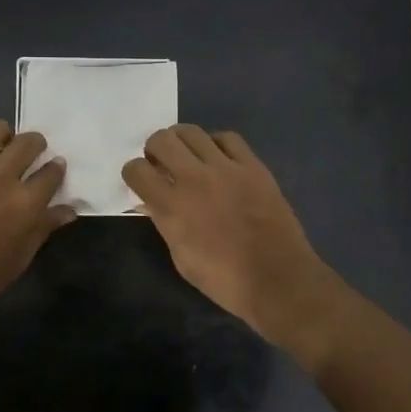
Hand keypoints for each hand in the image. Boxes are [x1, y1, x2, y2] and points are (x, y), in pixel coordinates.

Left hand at [0, 119, 74, 321]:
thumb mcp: (19, 259)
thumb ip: (43, 228)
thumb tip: (67, 210)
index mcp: (26, 203)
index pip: (52, 172)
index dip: (56, 168)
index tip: (54, 169)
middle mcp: (0, 177)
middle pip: (27, 142)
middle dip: (35, 144)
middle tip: (30, 153)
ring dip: (1, 134)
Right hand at [122, 126, 347, 351]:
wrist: (277, 278)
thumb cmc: (223, 279)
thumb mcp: (181, 258)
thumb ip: (164, 223)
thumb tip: (150, 203)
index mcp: (171, 206)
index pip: (136, 170)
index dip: (133, 173)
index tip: (140, 181)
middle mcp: (194, 179)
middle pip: (161, 140)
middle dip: (154, 150)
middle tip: (161, 163)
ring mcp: (226, 168)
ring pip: (191, 132)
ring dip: (181, 142)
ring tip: (187, 156)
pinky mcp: (253, 166)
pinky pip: (228, 138)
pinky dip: (216, 144)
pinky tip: (218, 158)